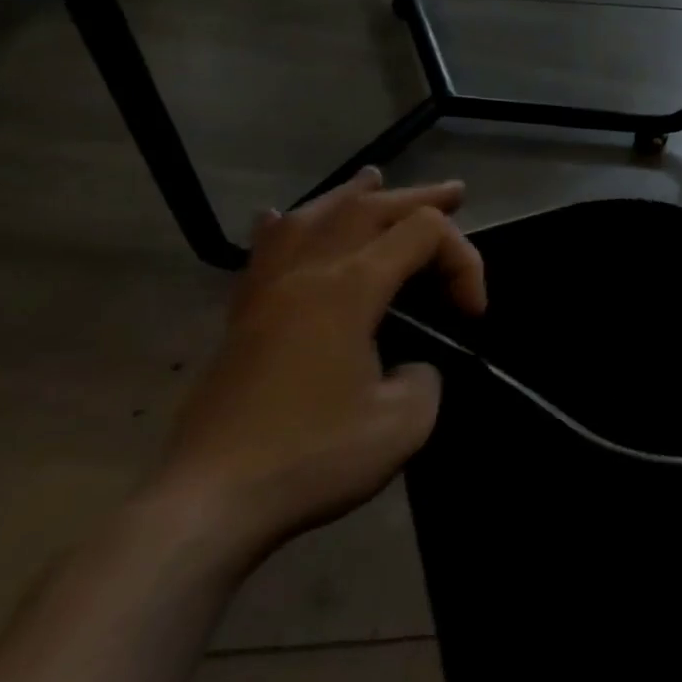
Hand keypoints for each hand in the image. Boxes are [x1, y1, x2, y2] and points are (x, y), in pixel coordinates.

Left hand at [146, 167, 486, 564]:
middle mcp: (306, 275)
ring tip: (373, 178)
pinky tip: (280, 218)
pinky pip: (263, 252)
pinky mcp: (242, 320)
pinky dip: (284, 227)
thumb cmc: (313, 457)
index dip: (464, 261)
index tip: (473, 317)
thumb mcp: (404, 422)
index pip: (422, 235)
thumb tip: (408, 366)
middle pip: (367, 209)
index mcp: (349, 289)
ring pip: (310, 218)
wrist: (209, 503)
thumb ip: (425, 376)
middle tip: (456, 192)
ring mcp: (266, 294)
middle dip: (419, 199)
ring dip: (351, 196)